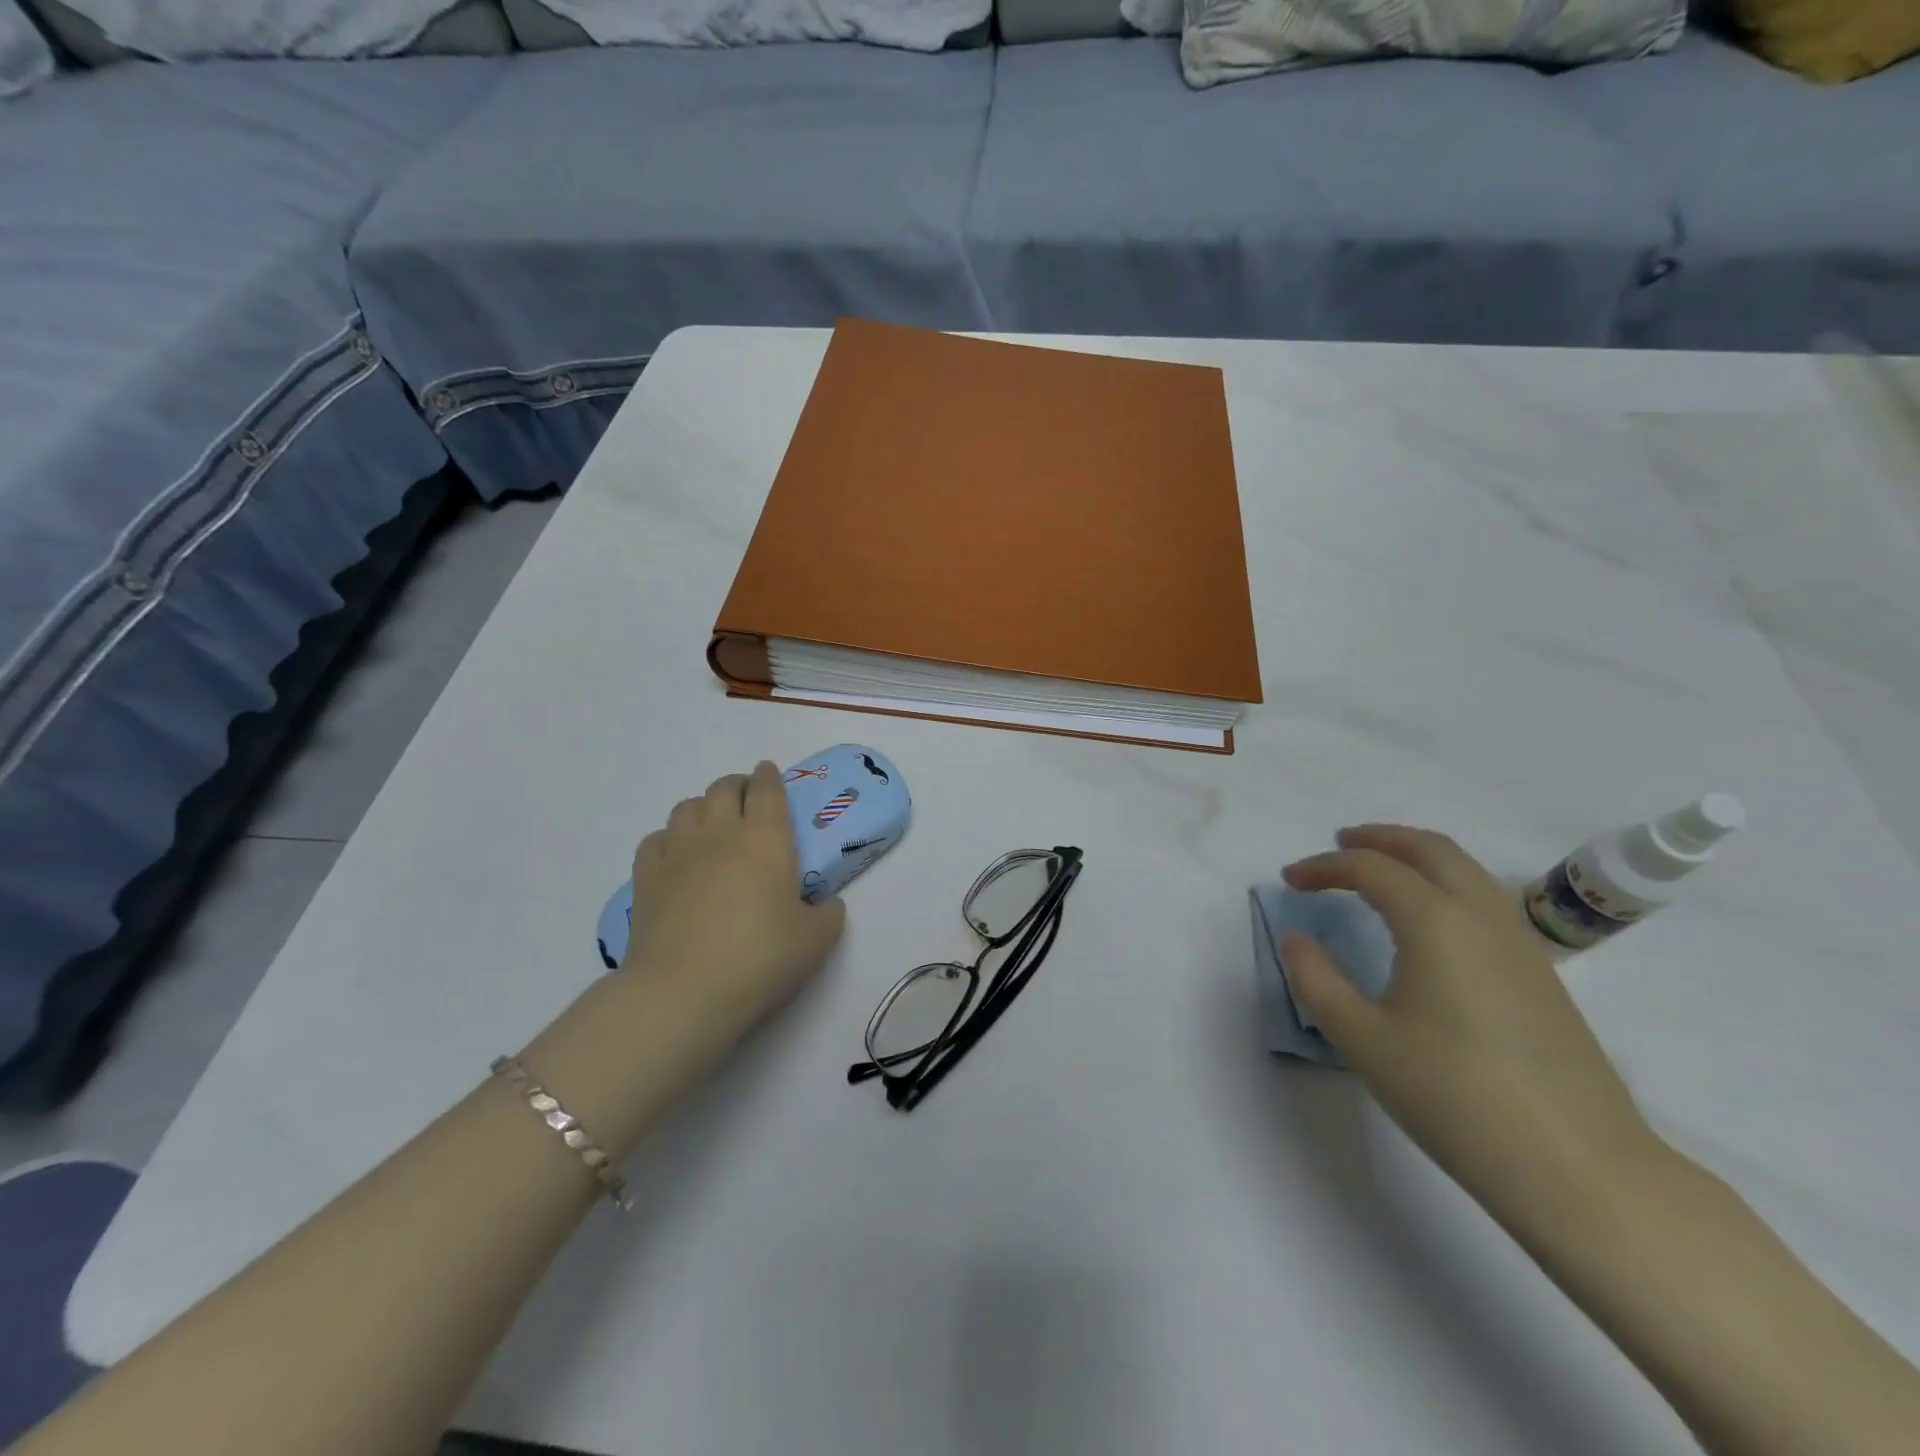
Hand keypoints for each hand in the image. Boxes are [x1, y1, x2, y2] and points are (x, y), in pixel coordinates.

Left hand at [624, 761, 846, 1044]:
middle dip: (738, 786)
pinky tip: (677, 856)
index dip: (770, 776)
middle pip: (724, 787)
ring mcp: (678, 852)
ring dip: (703, 808)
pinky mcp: (646, 877)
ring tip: (713, 826)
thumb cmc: (760, 959)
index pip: (767, 789)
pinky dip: (669, 838)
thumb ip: (827, 915)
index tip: (770, 773)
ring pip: (687, 807)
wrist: (683, 992)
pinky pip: (656, 839)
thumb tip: (826, 905)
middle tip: (748, 802)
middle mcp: (720, 833)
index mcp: (766, 838)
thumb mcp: (816, 941)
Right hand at [1280, 825, 1663, 1229]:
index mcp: (1435, 922)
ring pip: (1468, 870)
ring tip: (1382, 871)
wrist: (1577, 1168)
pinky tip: (1430, 921)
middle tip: (1339, 845)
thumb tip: (1296, 938)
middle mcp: (1482, 917)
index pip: (1370, 869)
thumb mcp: (1362, 1039)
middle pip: (1431, 849)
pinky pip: (1487, 900)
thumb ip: (1317, 980)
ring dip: (1418, 857)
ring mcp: (1521, 945)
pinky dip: (1447, 884)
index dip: (1323, 867)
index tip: (1289, 882)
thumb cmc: (1454, 1096)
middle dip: (1380, 839)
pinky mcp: (1541, 975)